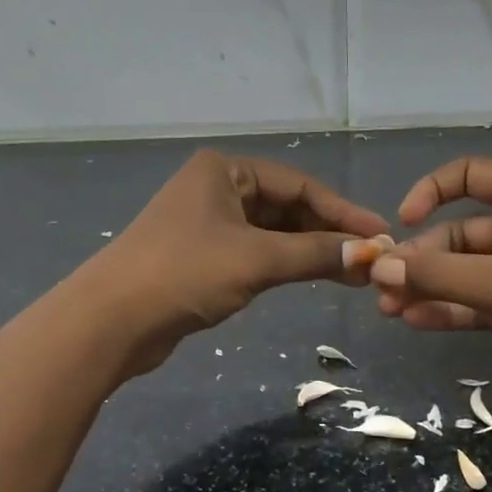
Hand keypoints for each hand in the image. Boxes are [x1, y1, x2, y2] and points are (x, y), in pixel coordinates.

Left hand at [89, 150, 391, 375]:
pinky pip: (254, 252)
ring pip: (271, 232)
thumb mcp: (256, 259)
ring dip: (308, 251)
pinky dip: (283, 264)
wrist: (111, 321)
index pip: (298, 184)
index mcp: (225, 170)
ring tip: (352, 273)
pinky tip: (312, 277)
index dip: (342, 211)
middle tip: (369, 259)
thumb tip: (369, 254)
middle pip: (286, 206)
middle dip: (327, 233)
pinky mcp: (201, 256)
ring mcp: (206, 222)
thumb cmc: (185, 273)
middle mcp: (216, 188)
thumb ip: (315, 254)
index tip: (381, 234)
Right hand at [369, 157, 491, 425]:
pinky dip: (452, 310)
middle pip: (460, 233)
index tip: (402, 222)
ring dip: (430, 287)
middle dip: (421, 258)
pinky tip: (417, 323)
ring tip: (389, 308)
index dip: (431, 190)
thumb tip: (379, 265)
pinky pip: (482, 302)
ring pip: (468, 272)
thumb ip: (439, 275)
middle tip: (382, 287)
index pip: (469, 174)